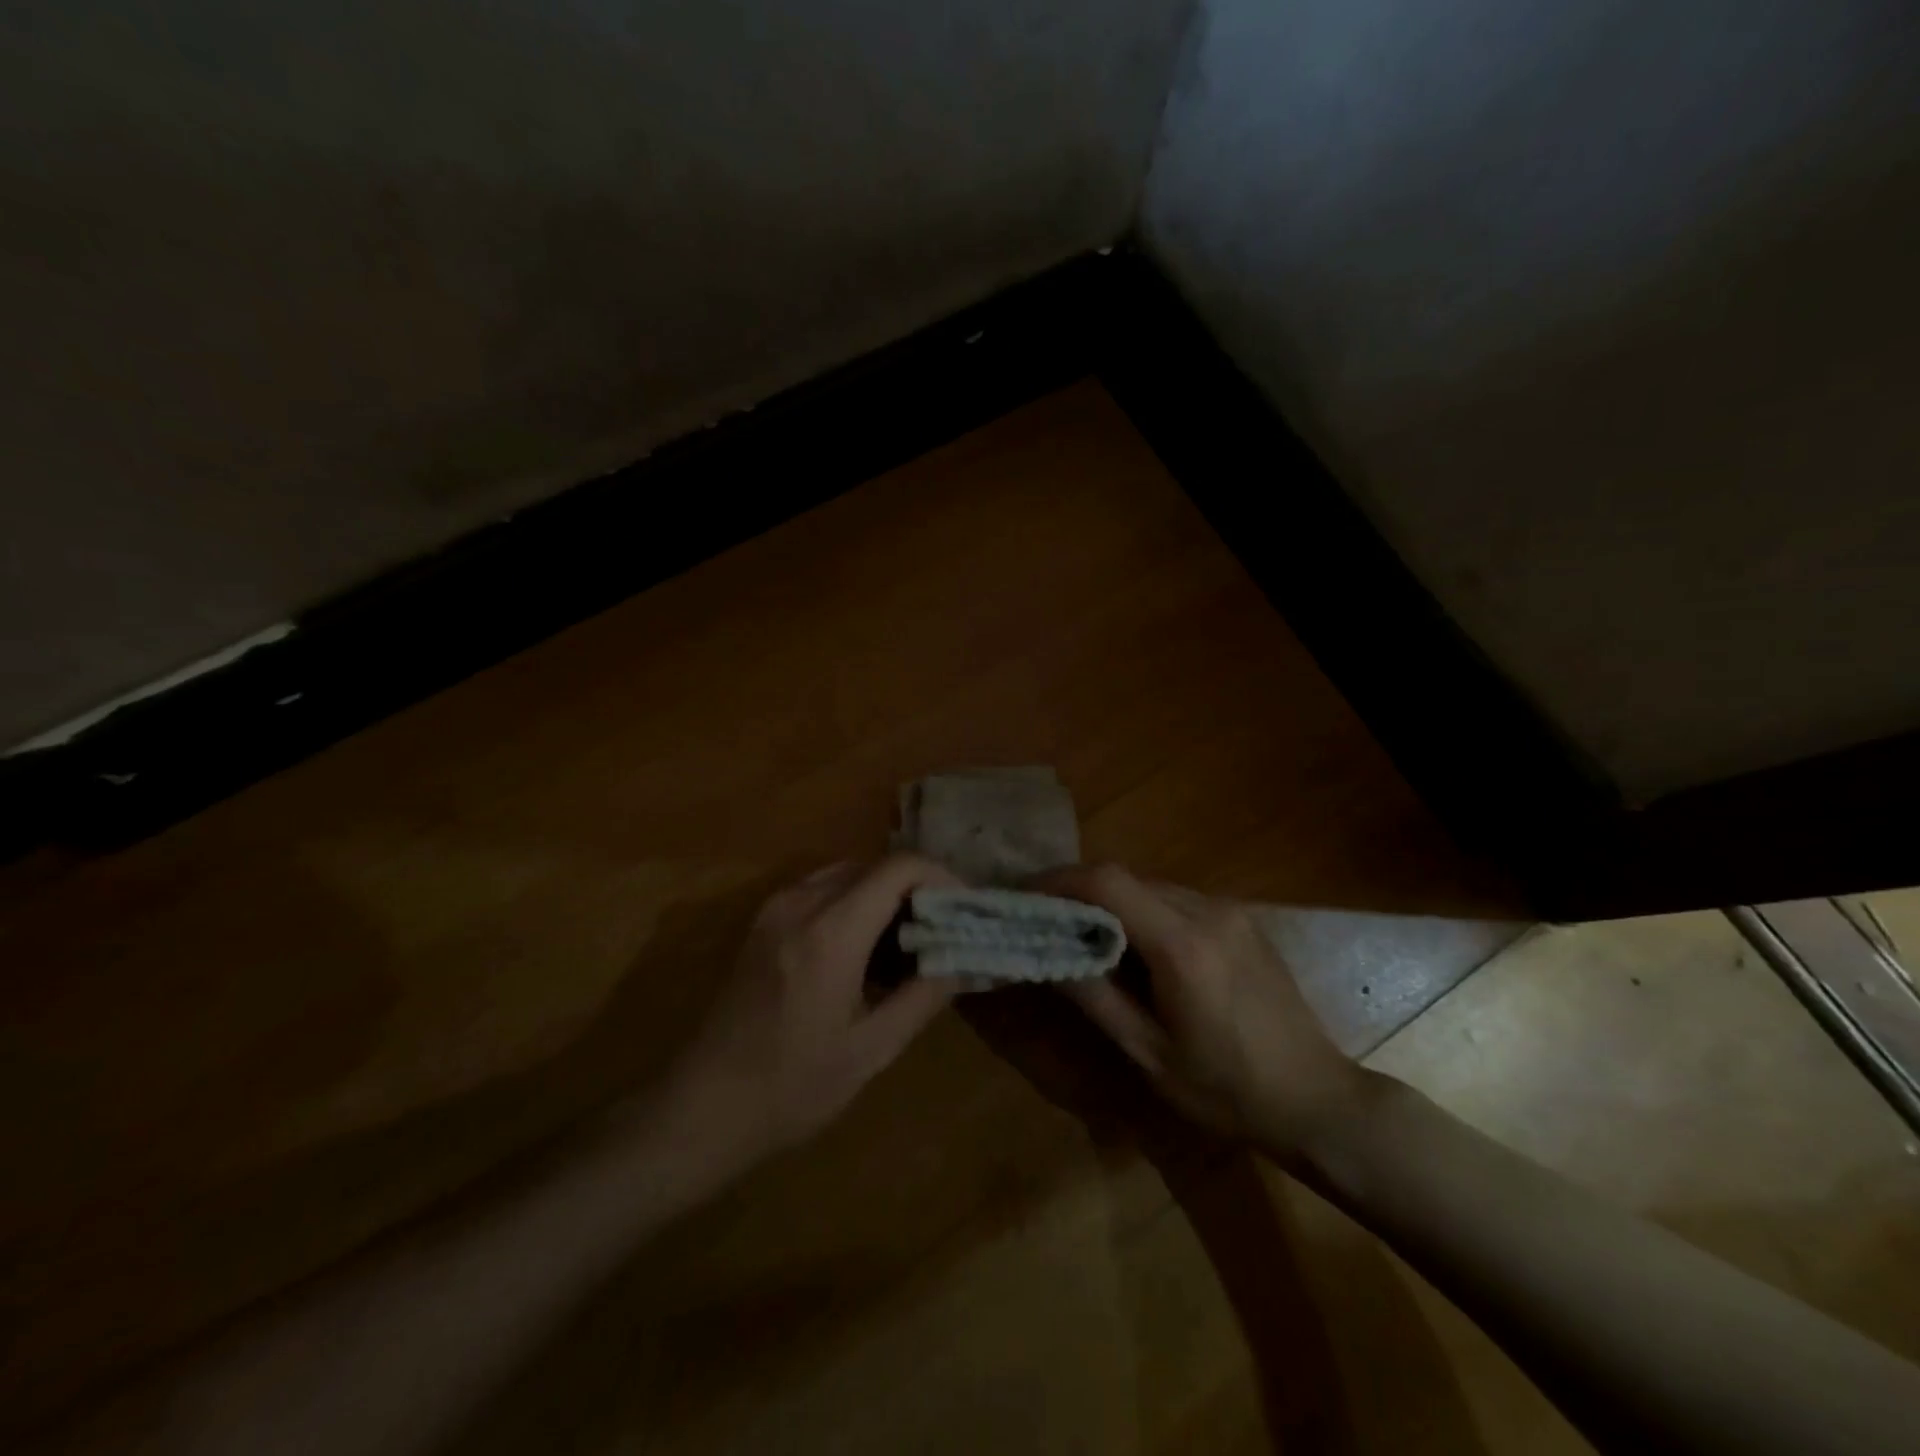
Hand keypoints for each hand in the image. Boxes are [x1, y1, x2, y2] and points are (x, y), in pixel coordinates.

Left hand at [665, 855, 962, 1166]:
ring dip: (885, 893)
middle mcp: (802, 902)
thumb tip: (962, 959)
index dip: (942, 878)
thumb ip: (923, 996)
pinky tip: (865, 947)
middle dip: (917, 887)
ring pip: (848, 872)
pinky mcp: (762, 921)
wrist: (703, 1107)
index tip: (964, 910)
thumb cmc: (792, 1087)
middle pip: (875, 864)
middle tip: (943, 928)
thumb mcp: (871, 1051)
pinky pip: (821, 888)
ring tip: (909, 939)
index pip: (900, 868)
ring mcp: (776, 908)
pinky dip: (854, 901)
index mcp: (832, 931)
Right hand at [1036, 865, 1373, 1160]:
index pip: (1109, 883)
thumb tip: (1046, 951)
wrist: (1317, 1098)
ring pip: (1151, 886)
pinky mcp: (1241, 919)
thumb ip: (1094, 996)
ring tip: (1083, 933)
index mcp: (1183, 946)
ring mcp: (1229, 911)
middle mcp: (1207, 911)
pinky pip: (1177, 899)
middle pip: (1127, 878)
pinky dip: (1143, 910)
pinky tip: (1135, 945)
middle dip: (1079, 891)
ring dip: (1112, 901)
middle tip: (1044, 918)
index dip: (1060, 881)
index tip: (1024, 895)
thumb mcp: (1148, 1053)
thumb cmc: (1227, 1090)